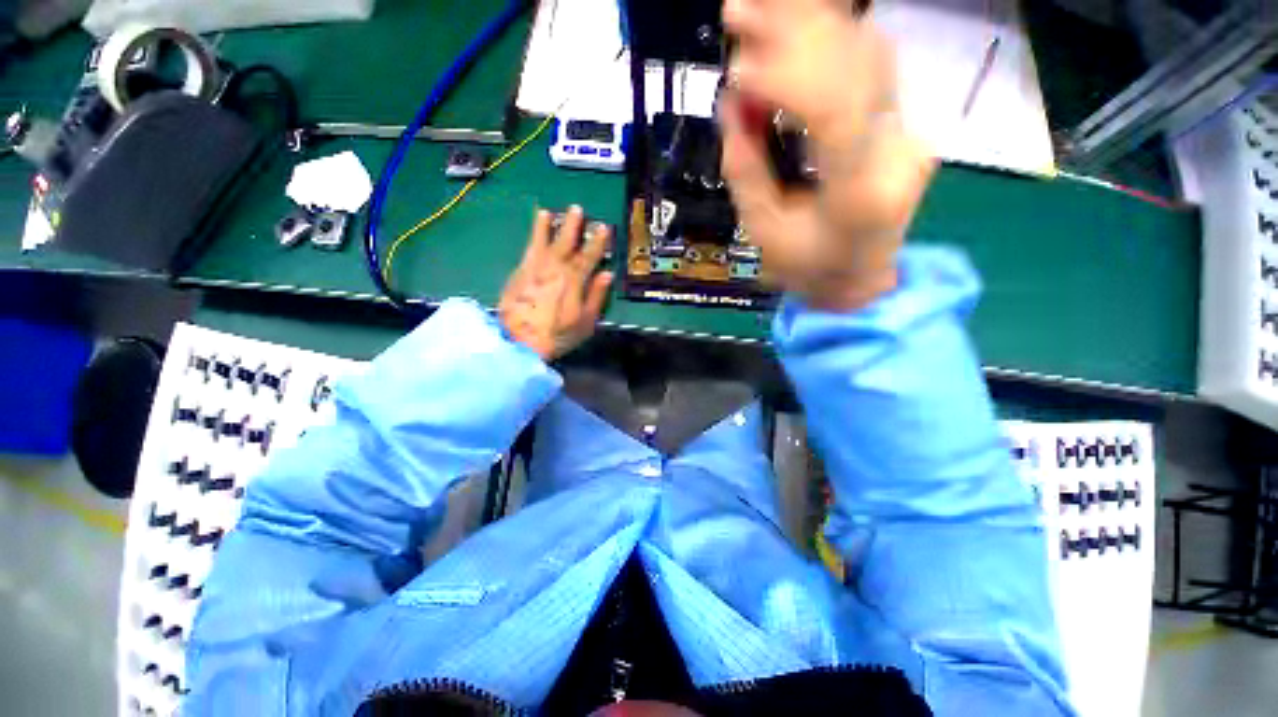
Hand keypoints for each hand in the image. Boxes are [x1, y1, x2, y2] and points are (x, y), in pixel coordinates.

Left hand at [499, 207, 613, 361]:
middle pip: (565, 242)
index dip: (597, 241)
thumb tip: (607, 274)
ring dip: (546, 226)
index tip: (603, 227)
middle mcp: (555, 268)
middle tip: (576, 208)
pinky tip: (532, 235)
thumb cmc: (558, 334)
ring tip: (547, 212)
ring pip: (543, 241)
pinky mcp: (518, 273)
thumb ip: (596, 296)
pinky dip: (532, 238)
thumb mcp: (586, 321)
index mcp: (574, 279)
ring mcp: (534, 268)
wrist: (520, 341)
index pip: (589, 255)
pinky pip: (527, 250)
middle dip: (572, 225)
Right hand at [720, 0, 936, 310]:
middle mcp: (895, 151)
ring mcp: (905, 130)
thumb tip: (731, 105)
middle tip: (736, 9)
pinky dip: (826, 39)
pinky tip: (790, 29)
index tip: (735, 72)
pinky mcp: (899, 121)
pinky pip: (865, 64)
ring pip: (864, 52)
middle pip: (854, 64)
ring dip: (808, 23)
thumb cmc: (808, 268)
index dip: (781, 79)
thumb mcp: (764, 231)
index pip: (831, 110)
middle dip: (792, 30)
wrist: (860, 277)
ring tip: (754, 7)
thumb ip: (746, 169)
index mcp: (859, 193)